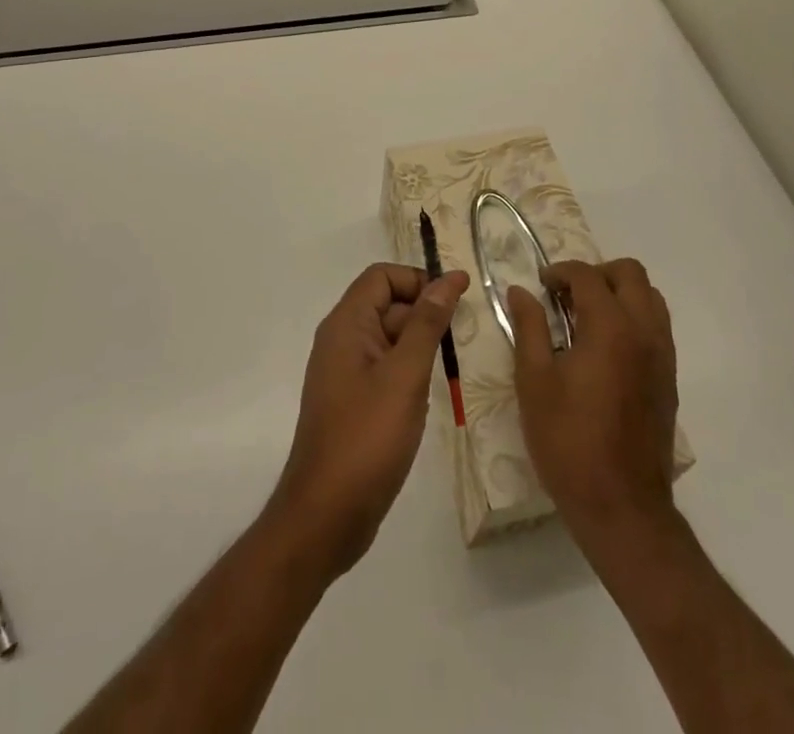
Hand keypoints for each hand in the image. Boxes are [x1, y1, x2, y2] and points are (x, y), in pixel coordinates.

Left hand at [267, 263, 468, 580]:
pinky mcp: (353, 401)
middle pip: (386, 304)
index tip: (457, 298)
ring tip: (457, 361)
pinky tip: (433, 391)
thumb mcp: (405, 376)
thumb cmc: (367, 437)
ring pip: (388, 338)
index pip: (381, 277)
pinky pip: (384, 368)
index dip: (418, 279)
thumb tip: (448, 279)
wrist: (326, 515)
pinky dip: (410, 369)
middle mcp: (341, 340)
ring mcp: (345, 373)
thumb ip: (427, 324)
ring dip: (420, 342)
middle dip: (424, 311)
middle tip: (467, 333)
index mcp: (346, 325)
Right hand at [508, 259, 679, 555]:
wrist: (622, 507)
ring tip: (586, 318)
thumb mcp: (534, 380)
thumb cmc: (568, 440)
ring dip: (620, 294)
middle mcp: (644, 333)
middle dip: (596, 274)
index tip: (539, 286)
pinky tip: (604, 349)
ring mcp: (662, 357)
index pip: (587, 276)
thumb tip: (520, 291)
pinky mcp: (669, 381)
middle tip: (566, 295)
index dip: (560, 272)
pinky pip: (657, 328)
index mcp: (610, 328)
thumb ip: (529, 327)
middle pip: (630, 274)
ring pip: (650, 299)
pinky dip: (633, 319)